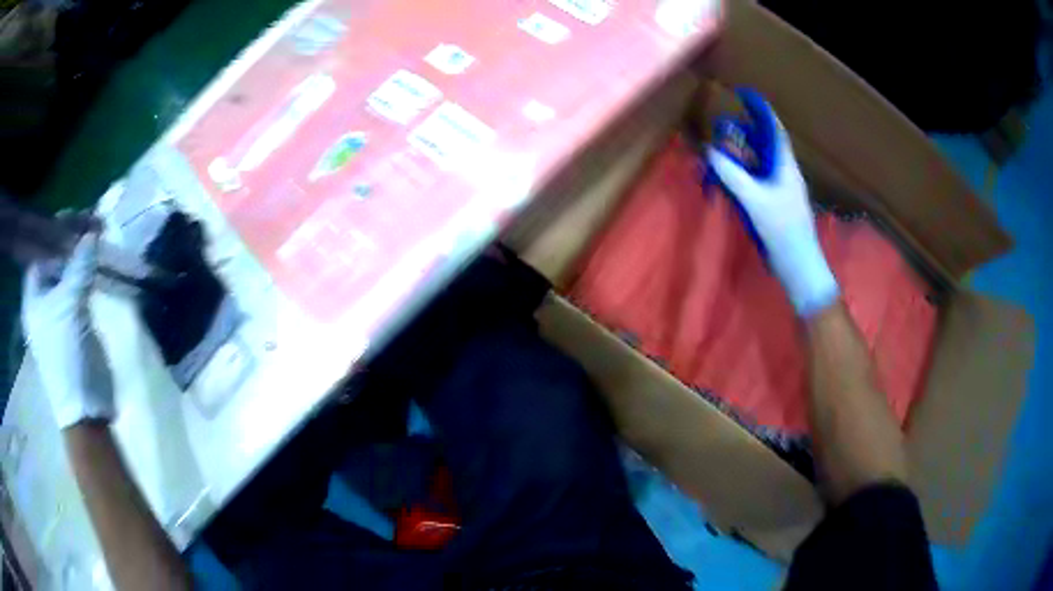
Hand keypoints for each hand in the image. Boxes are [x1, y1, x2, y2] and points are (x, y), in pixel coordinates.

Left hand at [21, 231, 114, 428]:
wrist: (86, 409)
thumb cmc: (68, 358)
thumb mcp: (71, 307)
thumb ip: (79, 266)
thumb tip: (92, 232)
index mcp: (33, 297)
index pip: (40, 250)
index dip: (55, 230)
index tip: (76, 217)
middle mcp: (42, 300)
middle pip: (54, 258)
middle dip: (72, 239)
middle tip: (93, 224)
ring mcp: (58, 312)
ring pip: (68, 271)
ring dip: (82, 254)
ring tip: (99, 237)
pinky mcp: (74, 321)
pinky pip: (79, 286)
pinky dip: (88, 272)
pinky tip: (99, 263)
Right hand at [707, 88, 838, 316]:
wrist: (798, 265)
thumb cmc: (782, 230)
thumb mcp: (755, 201)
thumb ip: (732, 175)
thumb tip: (710, 151)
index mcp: (785, 166)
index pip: (773, 129)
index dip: (760, 109)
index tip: (743, 94)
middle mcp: (783, 173)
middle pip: (764, 144)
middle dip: (745, 131)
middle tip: (723, 126)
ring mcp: (780, 190)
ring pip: (759, 163)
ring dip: (741, 154)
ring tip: (720, 150)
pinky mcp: (774, 205)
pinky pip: (756, 180)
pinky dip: (741, 175)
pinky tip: (728, 180)